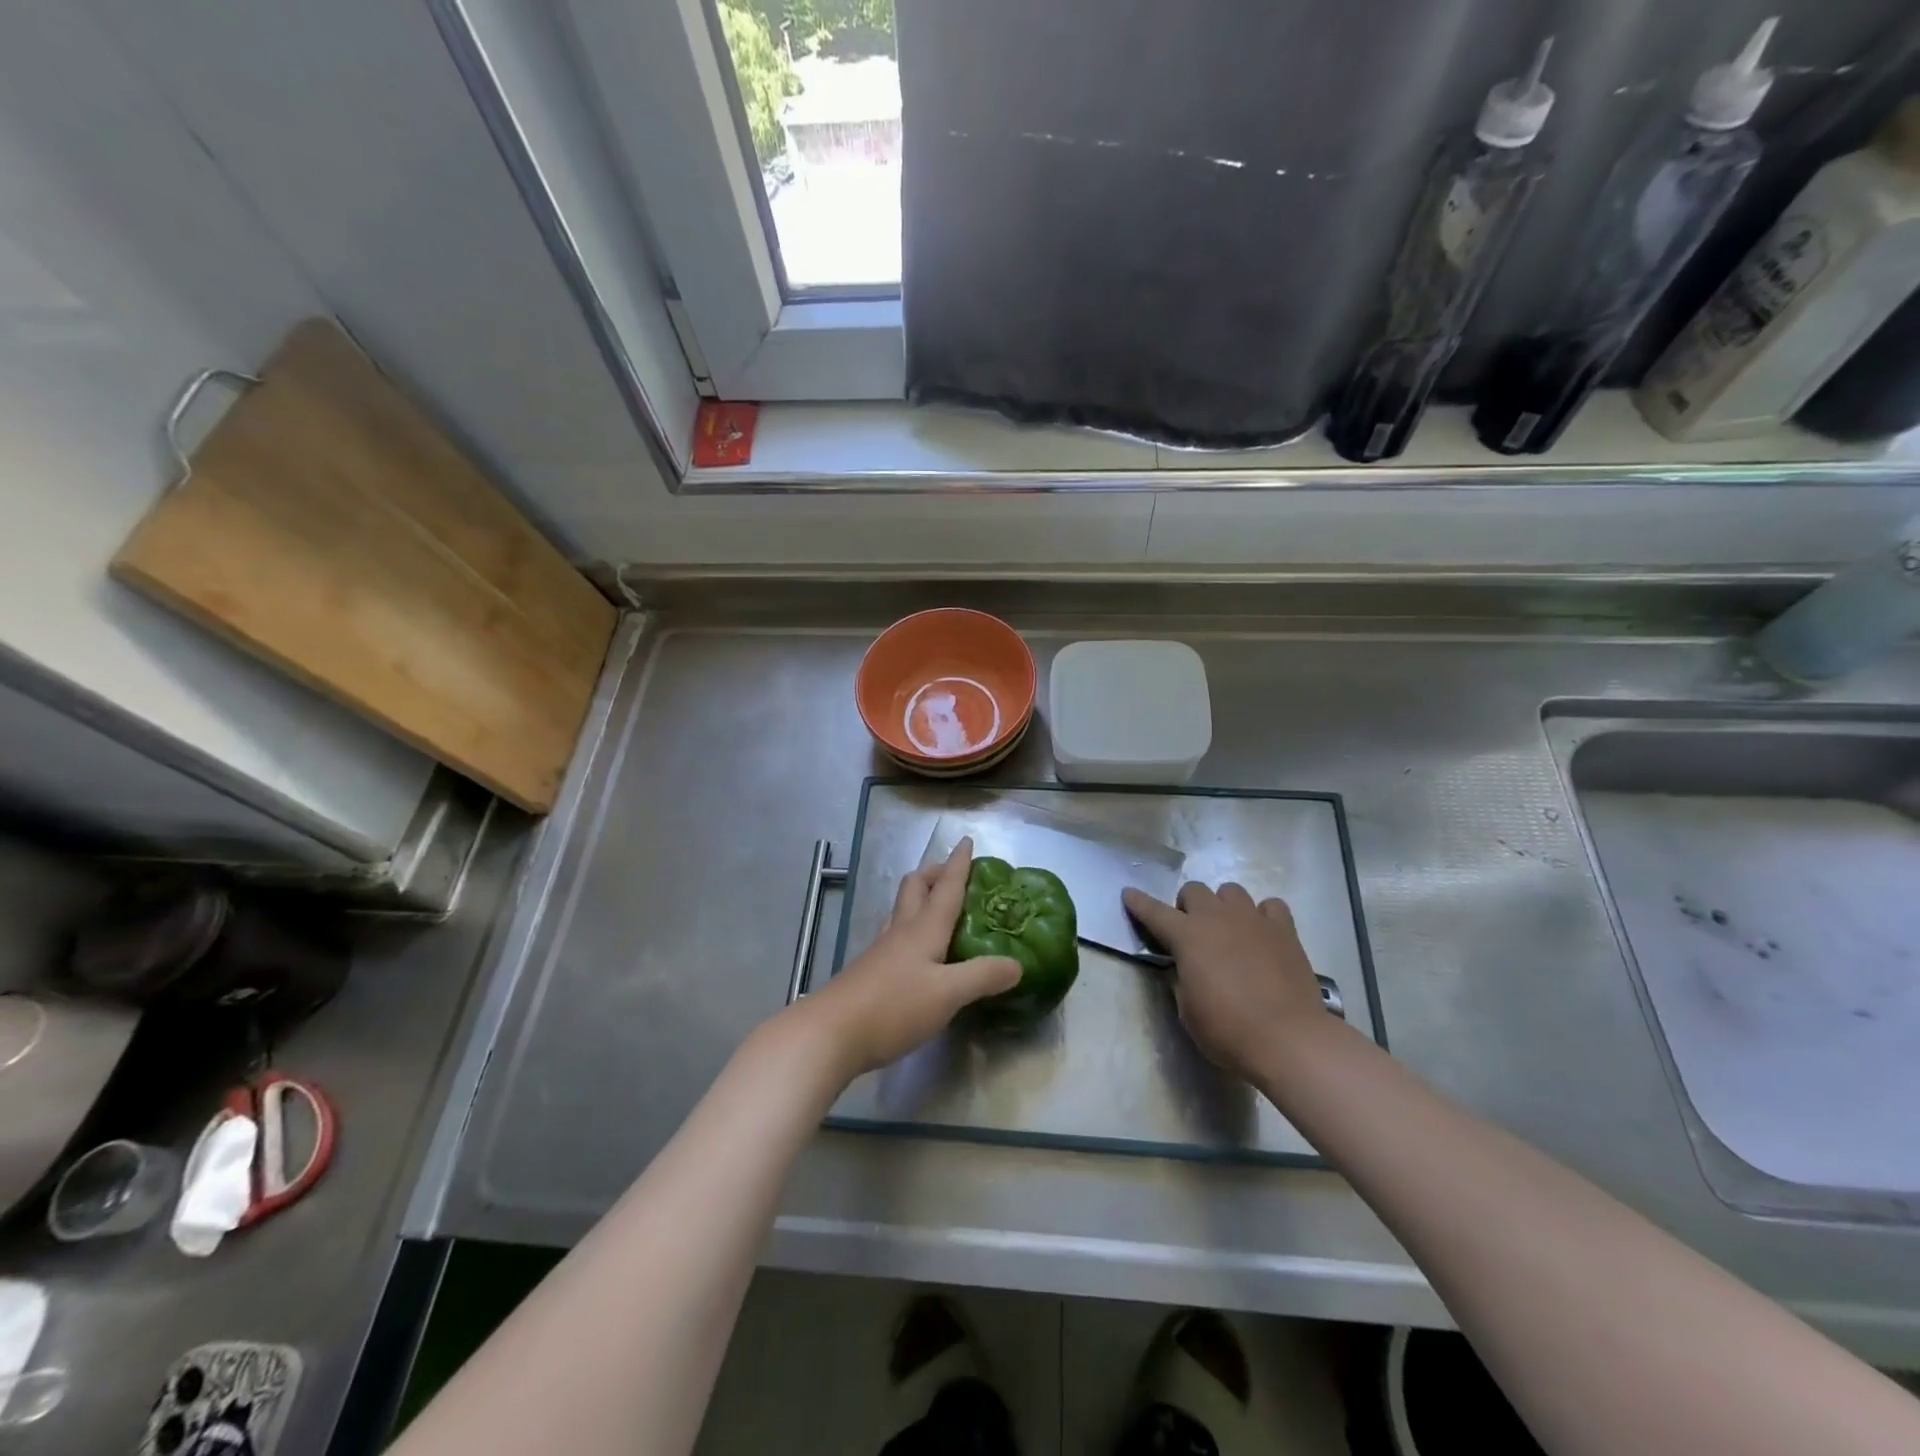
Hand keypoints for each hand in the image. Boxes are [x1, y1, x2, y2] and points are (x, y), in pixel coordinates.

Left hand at [803, 837, 1020, 1076]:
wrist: (830, 1033)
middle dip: (934, 874)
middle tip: (954, 875)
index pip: (946, 887)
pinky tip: (919, 952)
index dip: (958, 864)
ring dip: (921, 899)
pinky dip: (912, 930)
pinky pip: (895, 936)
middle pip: (916, 888)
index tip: (966, 841)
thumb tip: (1017, 964)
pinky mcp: (870, 972)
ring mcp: (881, 951)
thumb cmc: (893, 1006)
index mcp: (923, 928)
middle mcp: (901, 931)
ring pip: (903, 911)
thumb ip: (983, 976)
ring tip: (941, 909)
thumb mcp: (948, 994)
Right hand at [1122, 882, 1332, 1083]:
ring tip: (1229, 930)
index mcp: (1187, 936)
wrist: (1288, 1039)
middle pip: (1194, 890)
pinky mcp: (1284, 930)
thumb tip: (1187, 967)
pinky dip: (1263, 915)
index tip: (1129, 894)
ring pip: (1231, 891)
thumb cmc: (1228, 1030)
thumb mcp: (1188, 1009)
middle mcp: (1217, 918)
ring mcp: (1253, 920)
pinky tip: (1263, 934)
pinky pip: (1270, 906)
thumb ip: (1182, 979)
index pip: (1154, 912)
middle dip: (1188, 906)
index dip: (1138, 903)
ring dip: (1224, 906)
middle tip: (1192, 932)